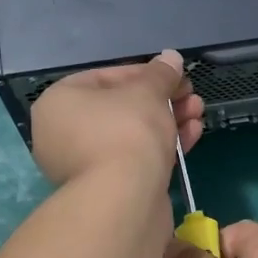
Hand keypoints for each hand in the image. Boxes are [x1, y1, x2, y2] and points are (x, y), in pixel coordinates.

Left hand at [30, 51, 203, 188]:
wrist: (125, 199)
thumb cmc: (127, 132)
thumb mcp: (147, 92)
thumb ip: (160, 74)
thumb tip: (171, 58)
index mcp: (59, 103)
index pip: (105, 78)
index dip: (145, 74)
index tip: (175, 75)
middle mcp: (63, 134)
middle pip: (121, 108)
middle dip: (162, 100)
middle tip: (191, 96)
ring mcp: (83, 165)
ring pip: (131, 135)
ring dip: (168, 121)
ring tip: (198, 113)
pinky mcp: (107, 189)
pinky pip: (135, 158)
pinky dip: (161, 147)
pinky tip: (192, 135)